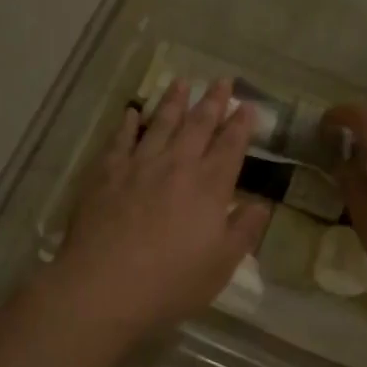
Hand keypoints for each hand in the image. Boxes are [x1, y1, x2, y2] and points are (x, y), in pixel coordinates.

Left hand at [51, 80, 269, 342]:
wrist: (104, 285)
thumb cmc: (171, 282)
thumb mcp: (221, 265)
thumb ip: (244, 230)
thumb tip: (262, 205)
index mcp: (209, 186)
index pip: (231, 146)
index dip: (241, 125)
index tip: (248, 105)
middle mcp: (177, 165)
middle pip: (199, 125)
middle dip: (213, 101)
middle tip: (223, 80)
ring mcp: (139, 164)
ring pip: (161, 123)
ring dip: (174, 101)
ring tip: (182, 82)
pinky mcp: (107, 172)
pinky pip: (121, 139)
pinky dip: (128, 124)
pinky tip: (132, 112)